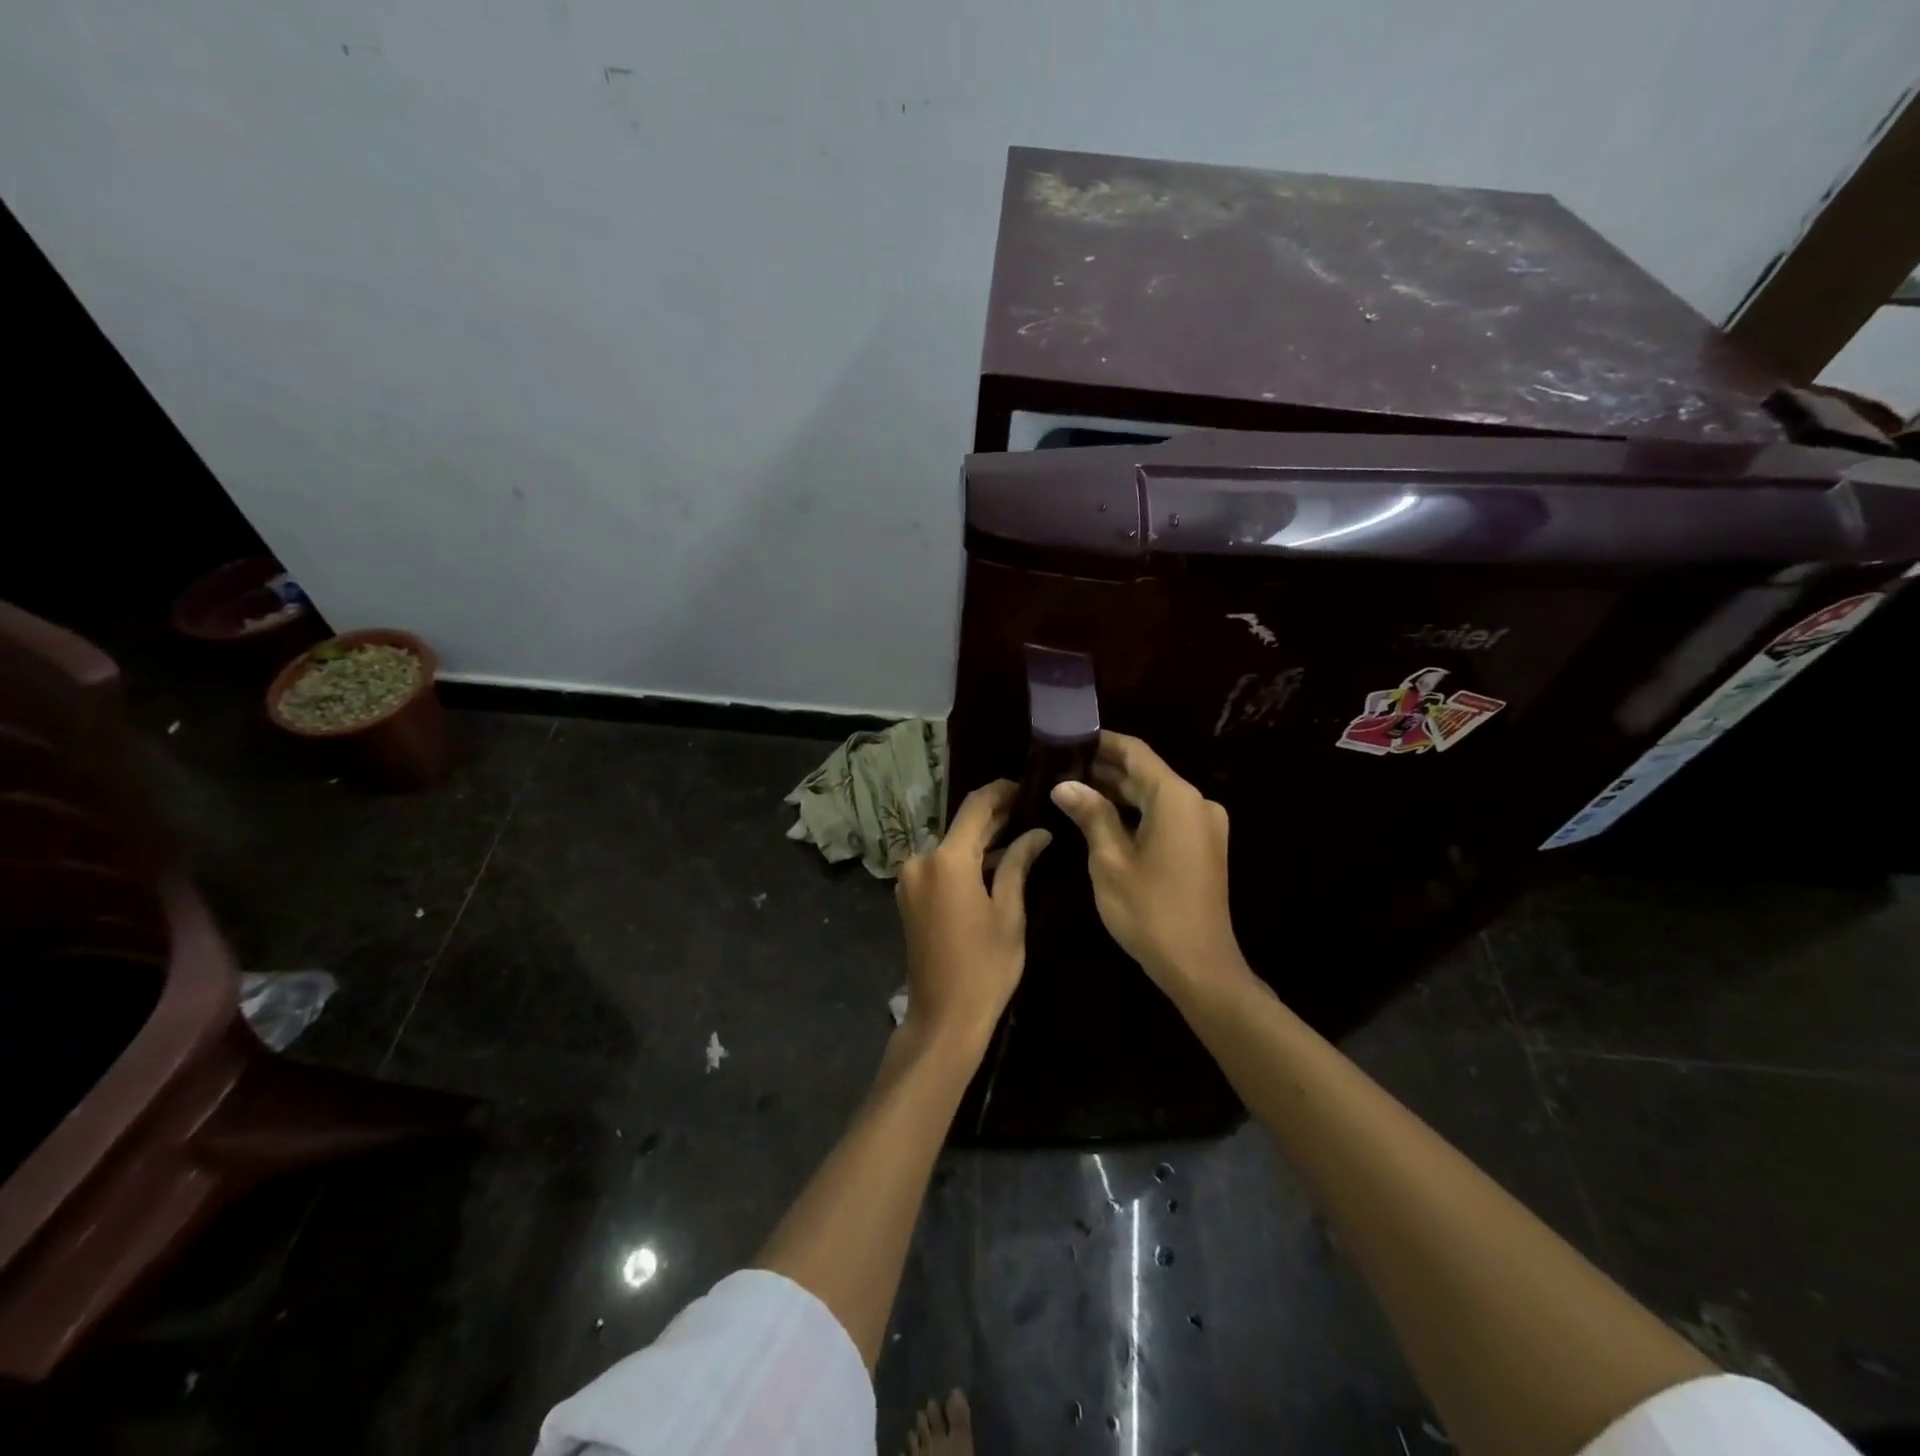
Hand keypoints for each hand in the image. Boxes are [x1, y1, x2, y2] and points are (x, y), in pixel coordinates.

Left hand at [895, 780, 1050, 1051]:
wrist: (943, 1018)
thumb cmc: (985, 967)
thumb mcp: (1009, 913)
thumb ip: (1018, 864)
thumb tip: (1038, 833)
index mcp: (946, 860)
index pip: (976, 807)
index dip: (1001, 792)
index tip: (1027, 786)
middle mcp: (921, 860)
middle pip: (961, 826)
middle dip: (995, 817)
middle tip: (1031, 811)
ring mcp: (910, 879)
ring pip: (951, 846)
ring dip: (980, 840)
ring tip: (1020, 835)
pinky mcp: (909, 896)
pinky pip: (940, 866)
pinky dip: (965, 860)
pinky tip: (994, 863)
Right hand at [1050, 732, 1247, 996]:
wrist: (1199, 966)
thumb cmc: (1150, 911)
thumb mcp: (1110, 860)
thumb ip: (1090, 814)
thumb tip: (1064, 784)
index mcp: (1176, 798)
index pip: (1135, 752)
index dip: (1102, 742)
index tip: (1068, 738)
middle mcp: (1196, 802)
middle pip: (1146, 772)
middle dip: (1105, 769)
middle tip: (1061, 767)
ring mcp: (1204, 825)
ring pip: (1155, 795)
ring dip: (1118, 792)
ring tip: (1073, 789)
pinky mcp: (1203, 846)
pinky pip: (1165, 816)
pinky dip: (1136, 812)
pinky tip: (1103, 817)